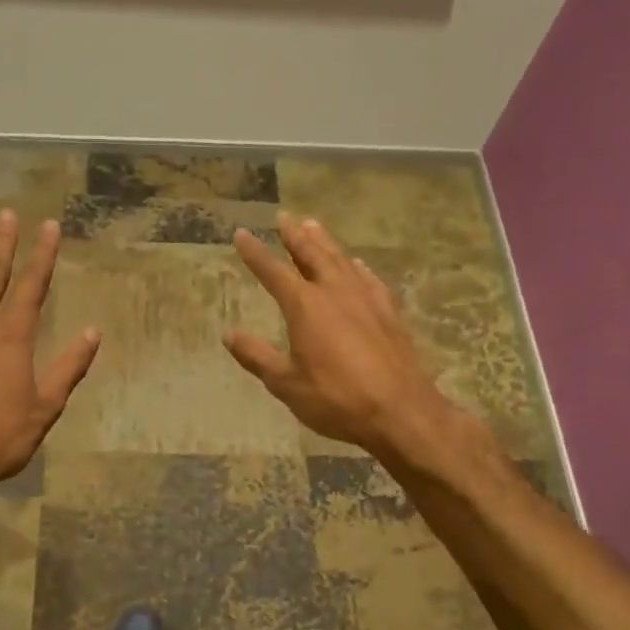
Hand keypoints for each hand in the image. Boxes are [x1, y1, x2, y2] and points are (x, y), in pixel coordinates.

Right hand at [225, 213, 488, 465]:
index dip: (255, 253)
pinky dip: (357, 267)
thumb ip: (257, 356)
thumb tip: (228, 335)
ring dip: (325, 242)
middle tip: (284, 217)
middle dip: (295, 236)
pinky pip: (369, 279)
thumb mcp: (286, 383)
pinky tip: (357, 264)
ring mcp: (366, 299)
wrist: (401, 411)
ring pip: (341, 260)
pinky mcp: (389, 312)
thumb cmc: (337, 399)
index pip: (273, 272)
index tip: (241, 234)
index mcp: (305, 306)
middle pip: (312, 255)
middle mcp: (335, 292)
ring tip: (313, 226)